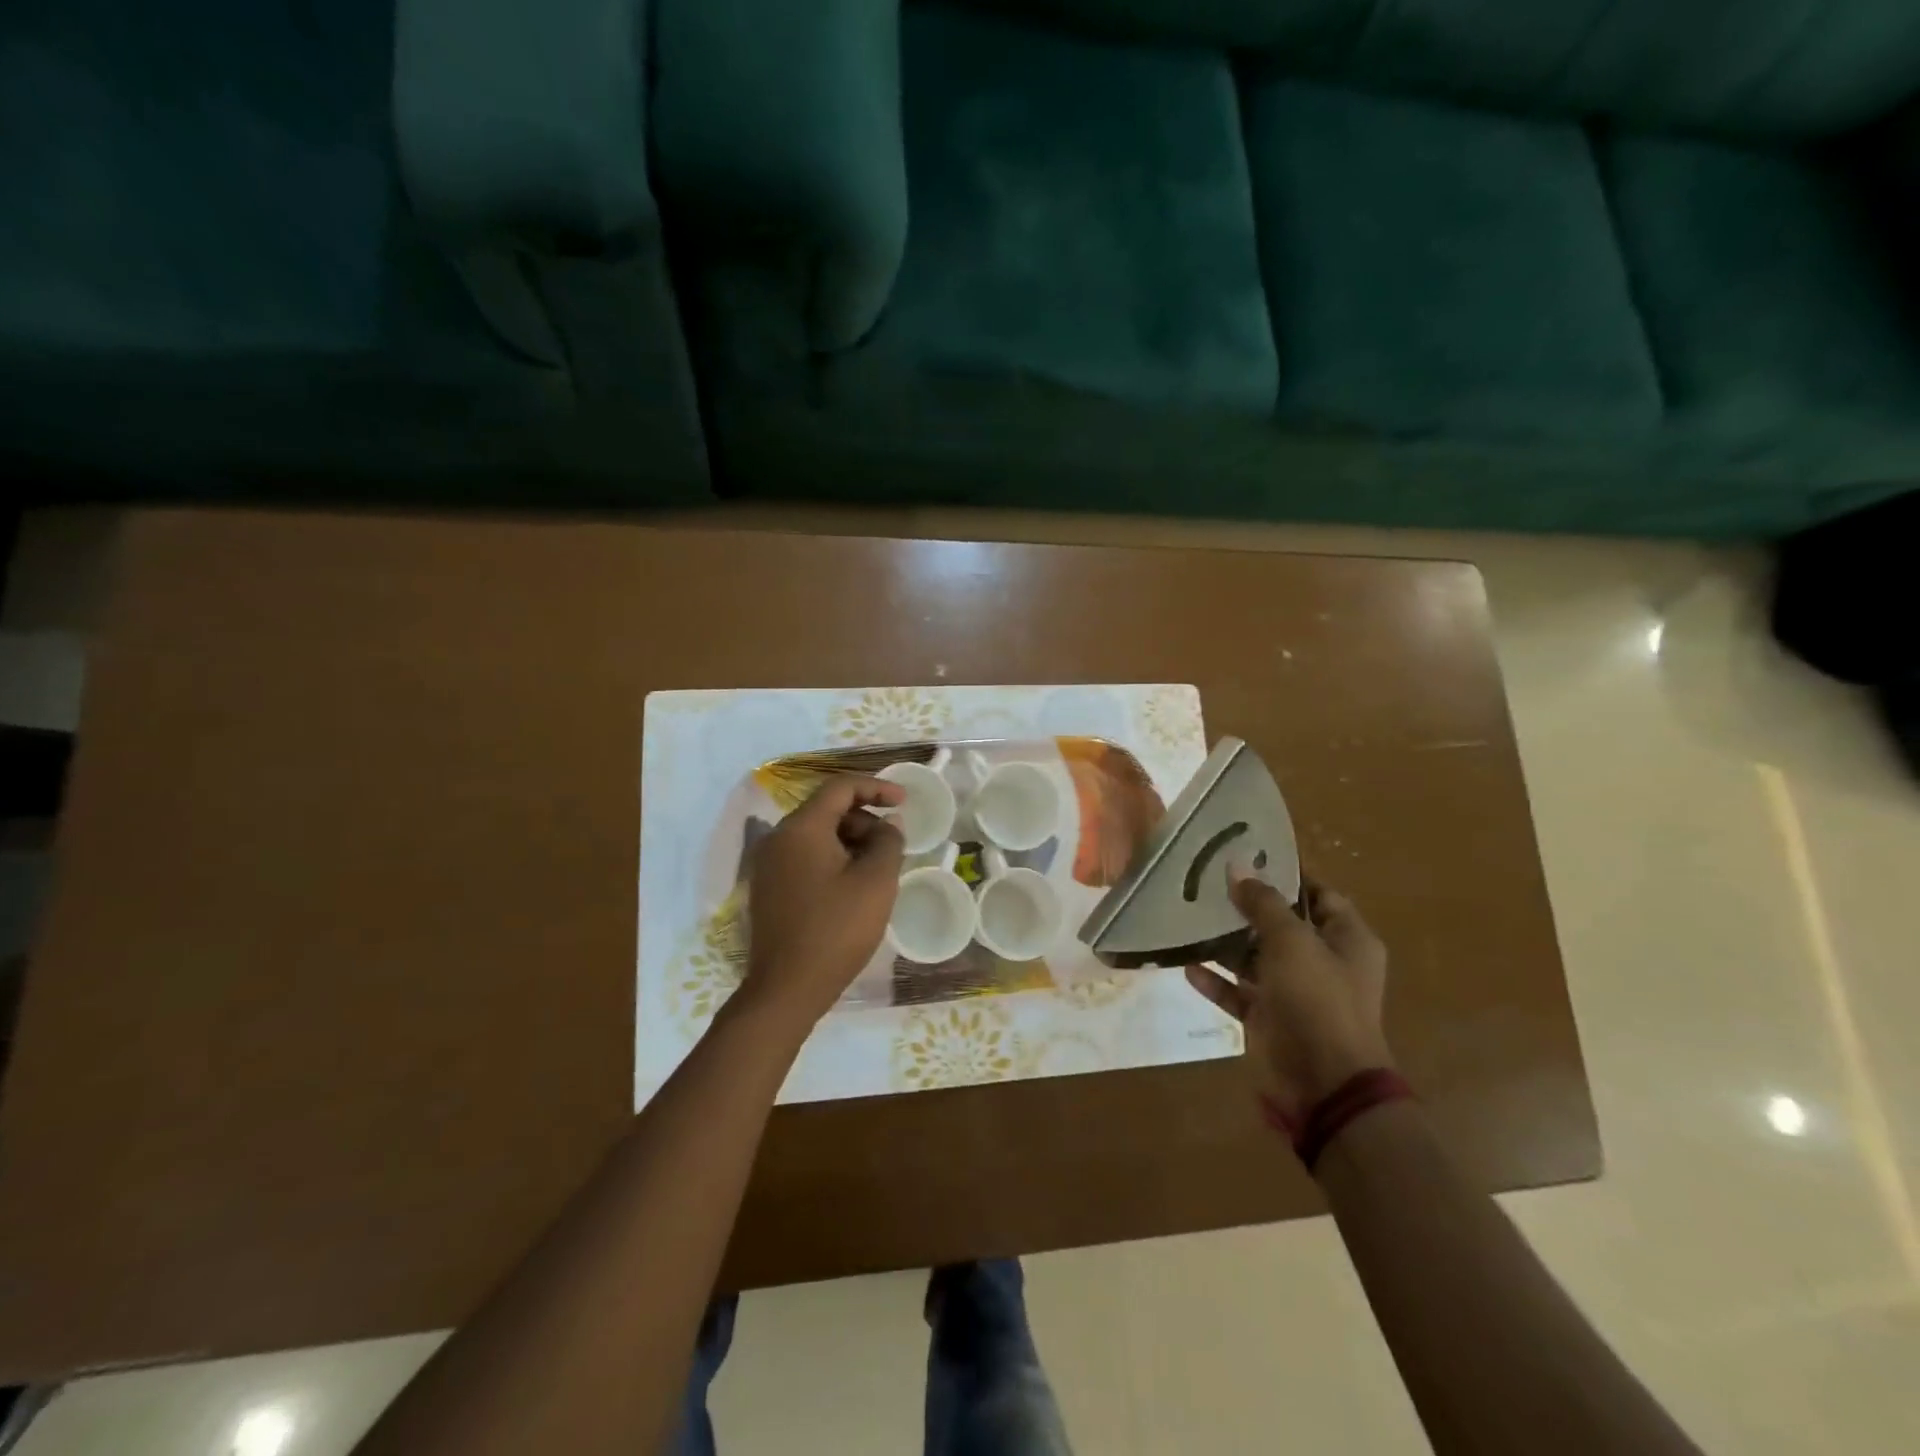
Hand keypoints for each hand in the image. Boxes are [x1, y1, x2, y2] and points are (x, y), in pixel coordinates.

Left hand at [741, 775, 905, 1028]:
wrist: (787, 989)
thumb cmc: (836, 929)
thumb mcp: (876, 881)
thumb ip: (888, 841)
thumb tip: (889, 824)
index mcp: (801, 828)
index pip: (840, 788)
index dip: (876, 787)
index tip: (904, 801)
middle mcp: (778, 838)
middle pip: (826, 810)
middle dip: (864, 819)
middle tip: (893, 843)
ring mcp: (769, 865)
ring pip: (816, 835)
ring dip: (851, 840)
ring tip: (878, 867)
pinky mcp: (770, 888)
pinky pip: (806, 857)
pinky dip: (833, 859)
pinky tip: (854, 884)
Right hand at [1185, 871, 1392, 1122]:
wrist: (1324, 1084)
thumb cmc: (1317, 1000)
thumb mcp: (1291, 941)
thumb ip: (1264, 903)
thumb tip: (1238, 866)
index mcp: (1347, 940)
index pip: (1319, 894)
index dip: (1287, 875)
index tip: (1247, 856)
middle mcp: (1324, 963)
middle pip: (1283, 925)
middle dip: (1247, 907)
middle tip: (1208, 882)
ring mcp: (1297, 994)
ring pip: (1257, 959)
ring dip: (1227, 943)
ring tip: (1190, 918)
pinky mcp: (1271, 1020)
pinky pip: (1240, 993)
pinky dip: (1217, 981)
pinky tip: (1188, 966)